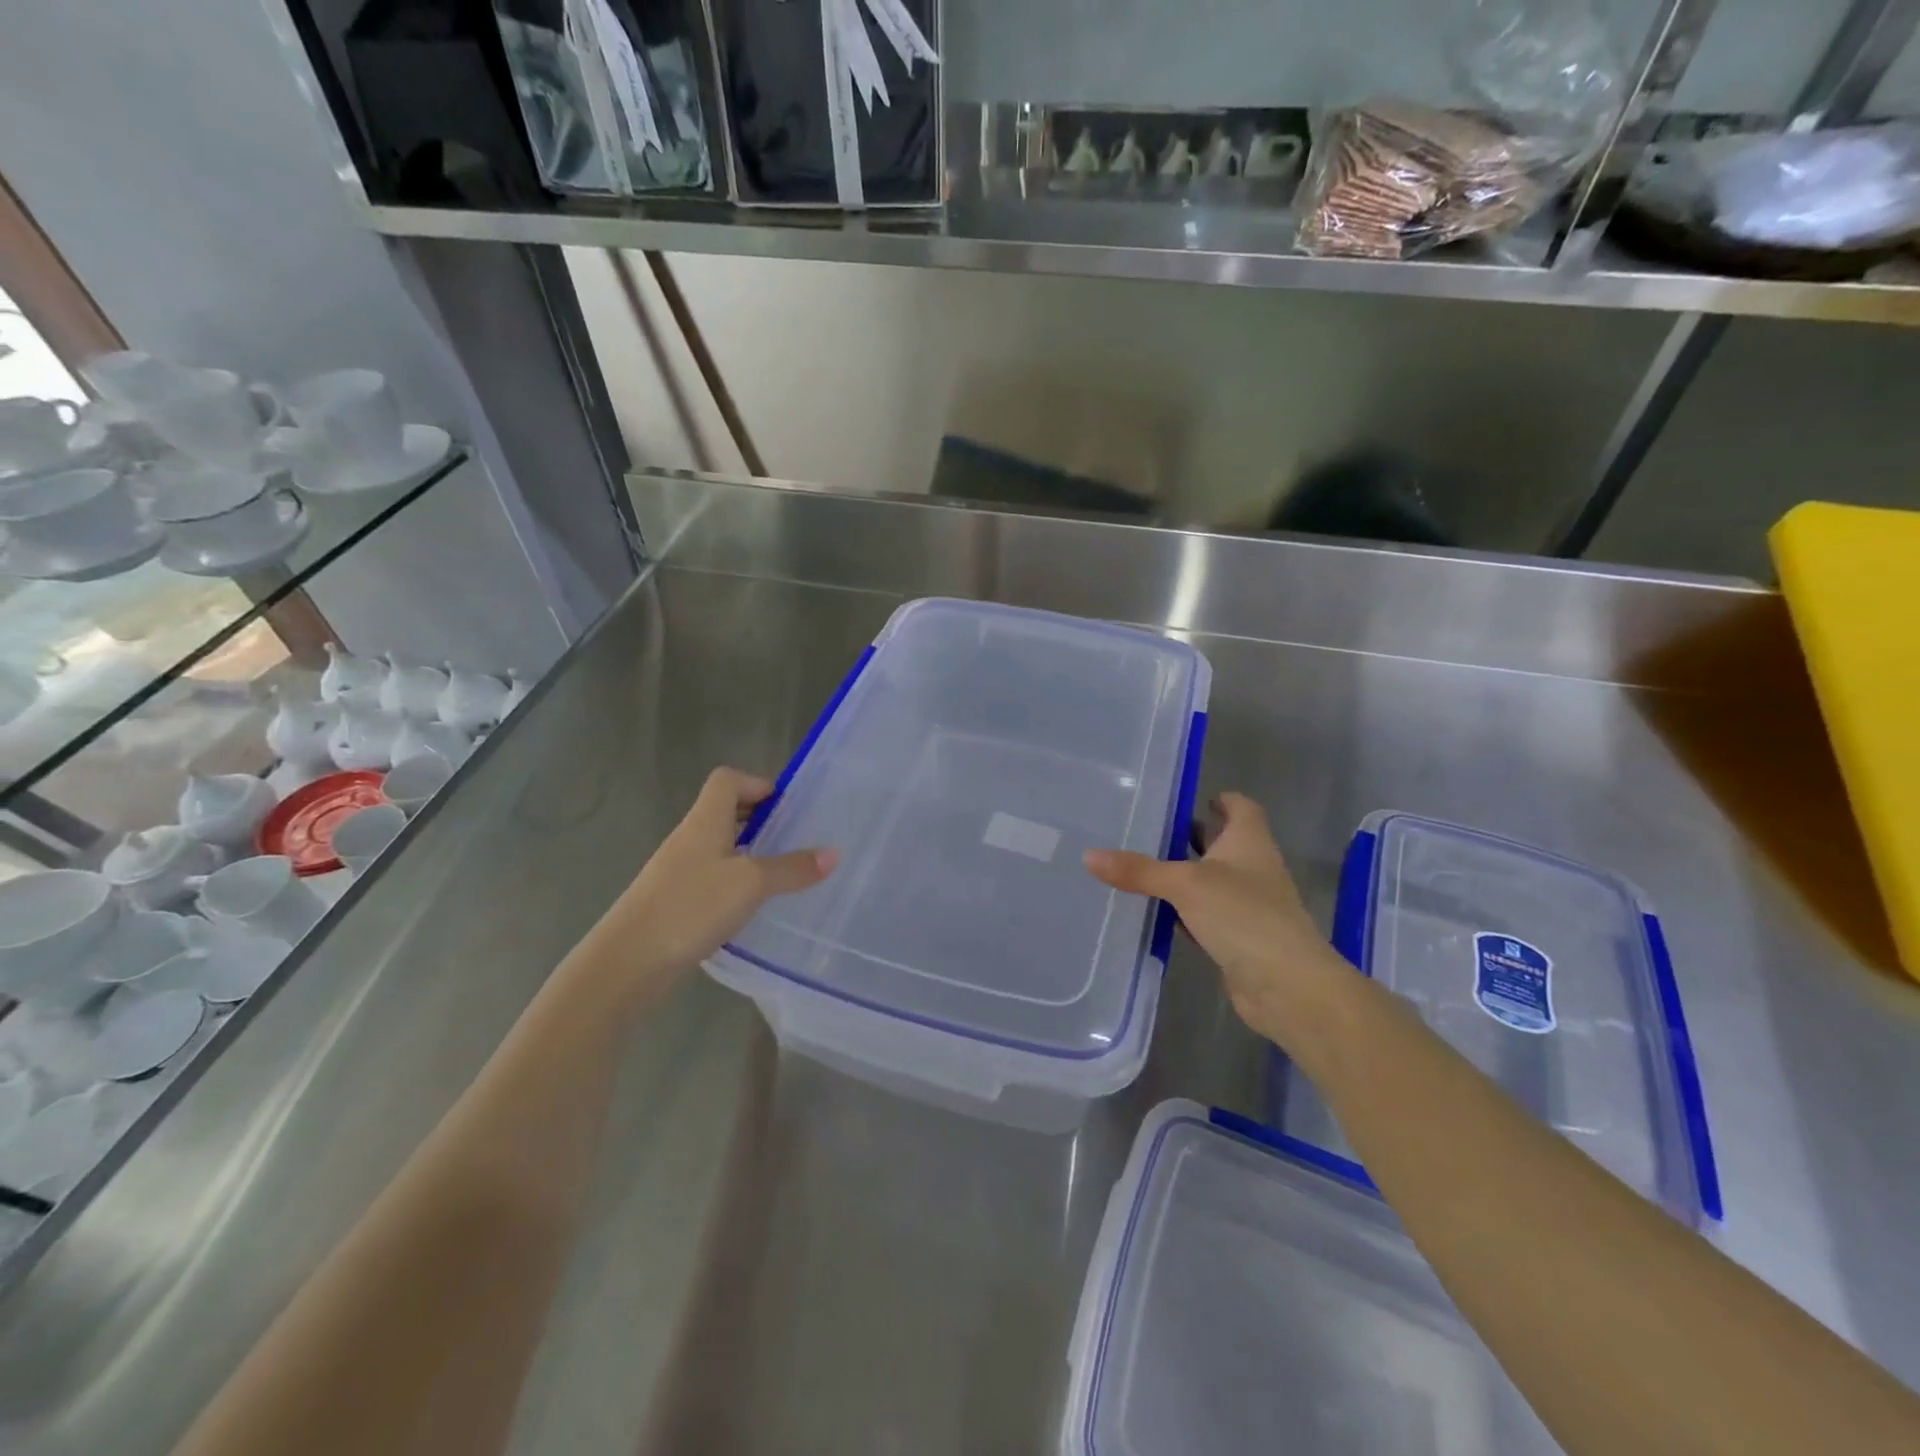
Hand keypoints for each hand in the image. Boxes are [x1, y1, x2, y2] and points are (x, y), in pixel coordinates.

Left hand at [598, 767, 836, 999]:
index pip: (727, 780)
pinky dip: (732, 881)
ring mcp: (676, 870)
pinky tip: (748, 907)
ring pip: (717, 846)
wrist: (627, 962)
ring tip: (777, 875)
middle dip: (758, 820)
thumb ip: (792, 868)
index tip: (786, 809)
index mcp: (704, 821)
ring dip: (746, 852)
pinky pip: (709, 876)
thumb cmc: (691, 907)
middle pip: (723, 811)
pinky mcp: (672, 900)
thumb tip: (833, 853)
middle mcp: (688, 838)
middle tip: (790, 840)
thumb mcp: (751, 884)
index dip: (757, 784)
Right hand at [1084, 792, 1348, 1043]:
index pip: (1240, 807)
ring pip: (1211, 880)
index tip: (1188, 798)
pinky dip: (1185, 911)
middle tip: (1149, 830)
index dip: (1220, 799)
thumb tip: (1089, 855)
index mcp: (1249, 841)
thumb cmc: (1243, 915)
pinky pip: (1206, 914)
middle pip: (1223, 842)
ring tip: (1142, 866)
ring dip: (1185, 874)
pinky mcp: (1239, 937)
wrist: (1286, 985)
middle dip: (1192, 836)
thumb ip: (1139, 870)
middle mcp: (1252, 867)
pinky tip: (1156, 911)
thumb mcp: (1185, 885)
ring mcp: (1248, 904)